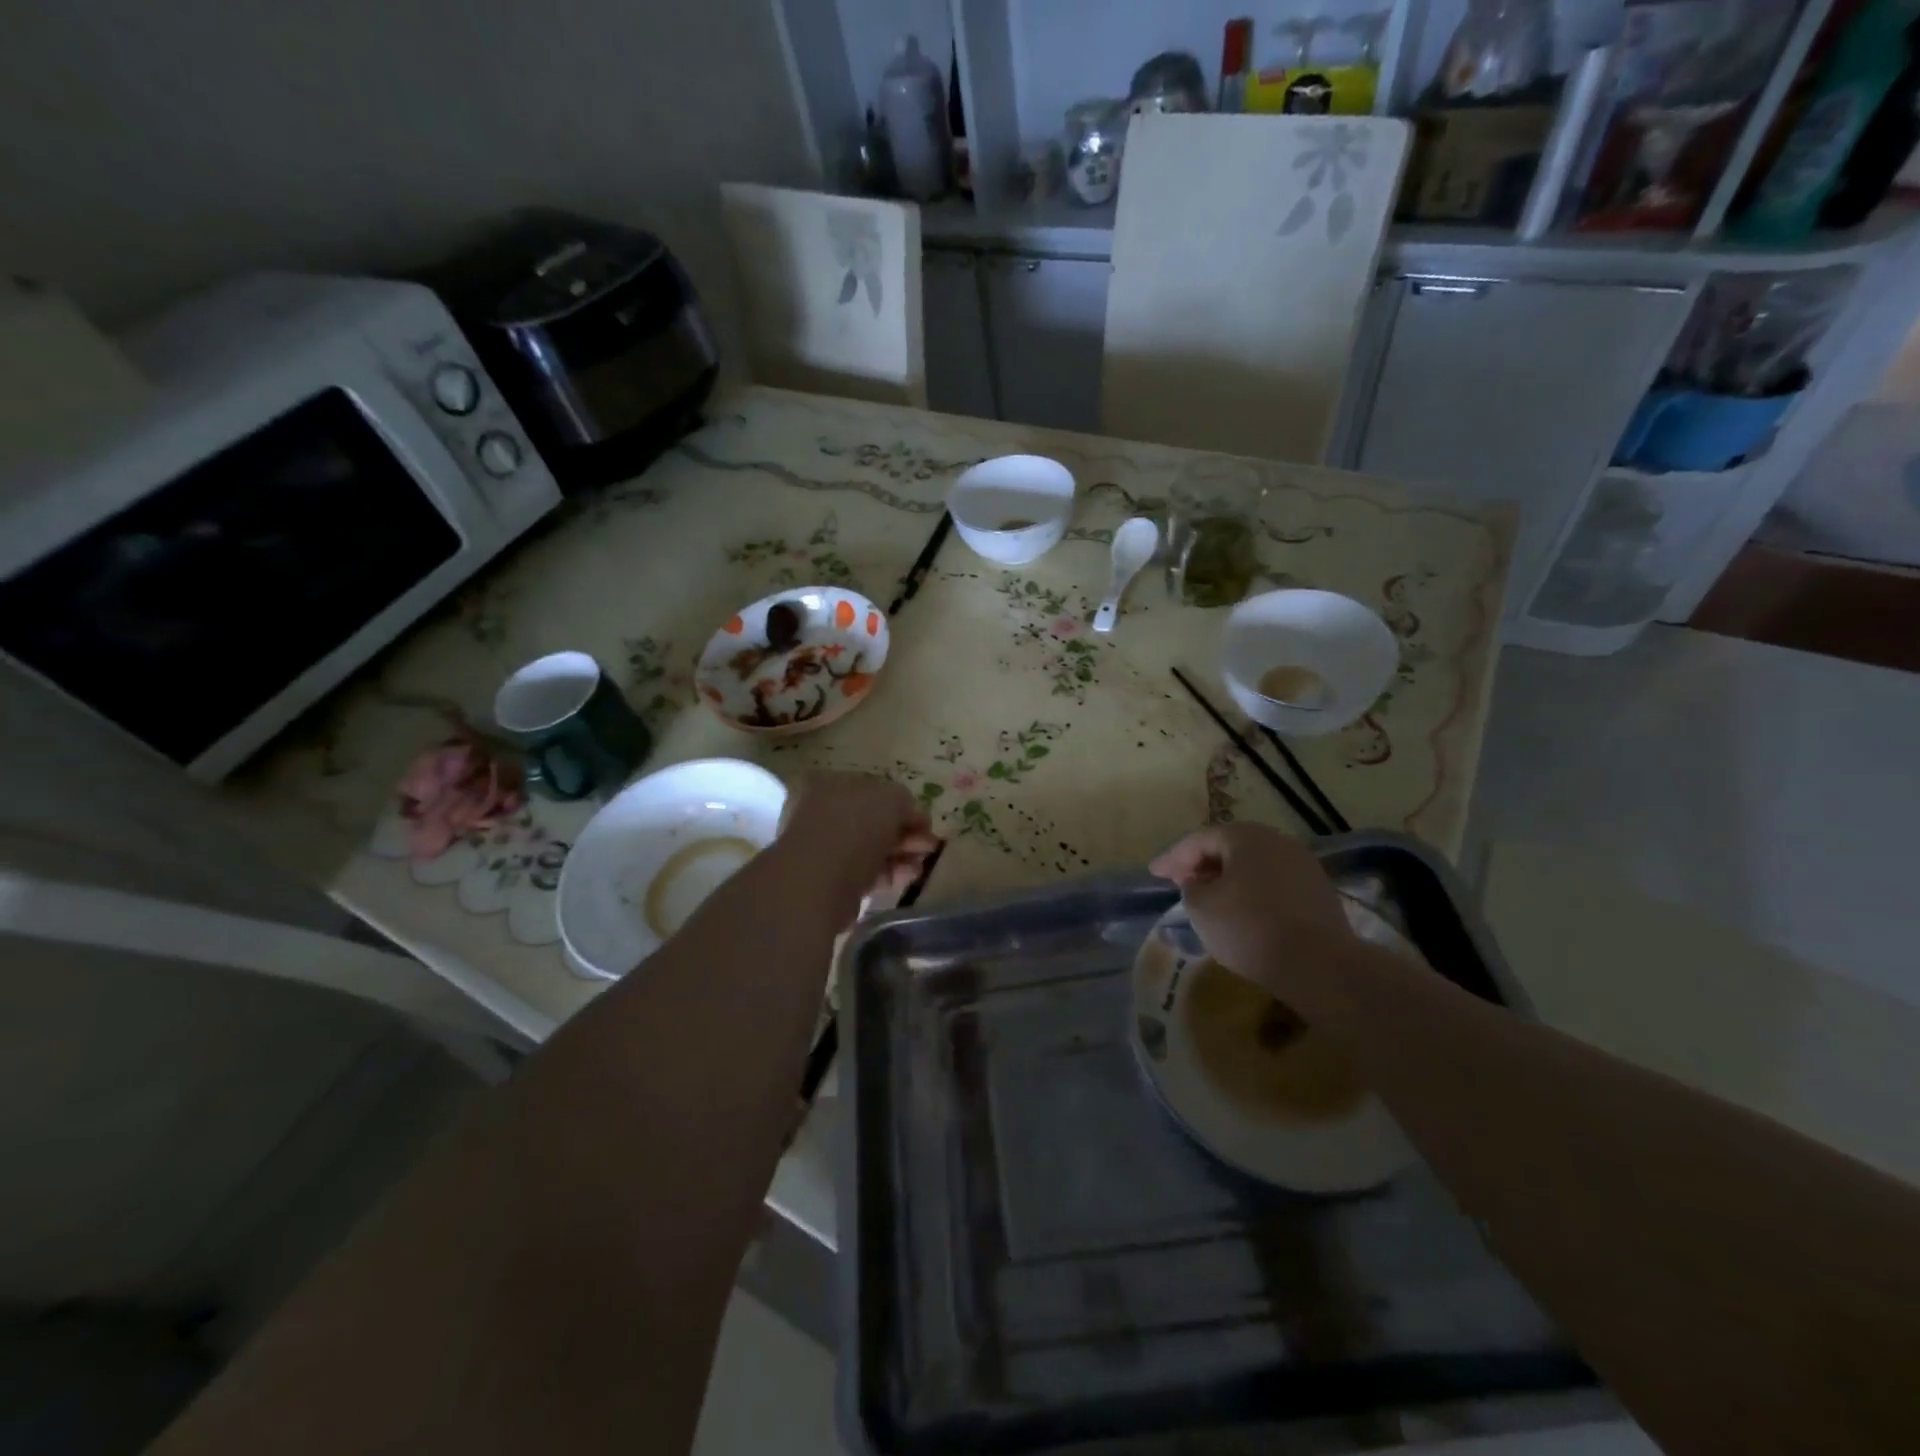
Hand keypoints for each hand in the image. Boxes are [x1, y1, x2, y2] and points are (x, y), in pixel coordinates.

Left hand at [778, 772, 940, 915]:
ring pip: (871, 847)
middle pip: (873, 820)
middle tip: (929, 844)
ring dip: (901, 853)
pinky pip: (866, 871)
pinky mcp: (830, 880)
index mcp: (829, 783)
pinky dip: (890, 872)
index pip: (872, 789)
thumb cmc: (855, 826)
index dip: (902, 804)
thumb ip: (905, 802)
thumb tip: (912, 815)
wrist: (820, 880)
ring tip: (924, 862)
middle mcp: (822, 811)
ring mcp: (824, 847)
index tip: (924, 821)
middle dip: (904, 831)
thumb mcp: (892, 799)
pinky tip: (910, 876)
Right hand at [1149, 823, 1356, 1018]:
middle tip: (1180, 882)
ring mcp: (1303, 866)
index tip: (1154, 873)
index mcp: (1245, 837)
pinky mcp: (1318, 892)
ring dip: (1229, 878)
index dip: (1172, 857)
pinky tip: (1243, 912)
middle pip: (1229, 847)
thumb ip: (1191, 887)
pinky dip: (1253, 892)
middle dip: (1202, 864)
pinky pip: (1274, 884)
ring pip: (1254, 866)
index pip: (1199, 840)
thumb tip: (1199, 882)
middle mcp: (1277, 842)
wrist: (1319, 965)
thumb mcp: (1202, 907)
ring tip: (1210, 898)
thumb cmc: (1249, 928)